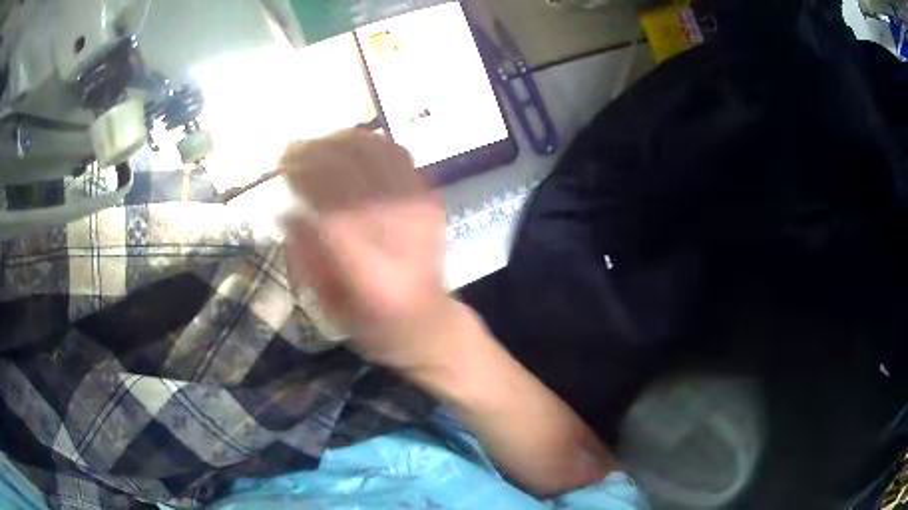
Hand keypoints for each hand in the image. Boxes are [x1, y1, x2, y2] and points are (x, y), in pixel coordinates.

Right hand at [280, 129, 455, 369]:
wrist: (429, 322)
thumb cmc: (373, 323)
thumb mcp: (327, 304)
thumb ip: (306, 256)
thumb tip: (287, 210)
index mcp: (370, 272)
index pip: (332, 207)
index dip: (304, 176)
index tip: (282, 163)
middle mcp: (399, 234)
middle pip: (355, 171)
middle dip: (317, 151)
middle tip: (293, 149)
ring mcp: (420, 212)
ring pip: (378, 154)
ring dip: (342, 140)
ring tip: (318, 143)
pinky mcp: (432, 200)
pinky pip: (399, 155)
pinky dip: (371, 143)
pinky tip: (351, 145)